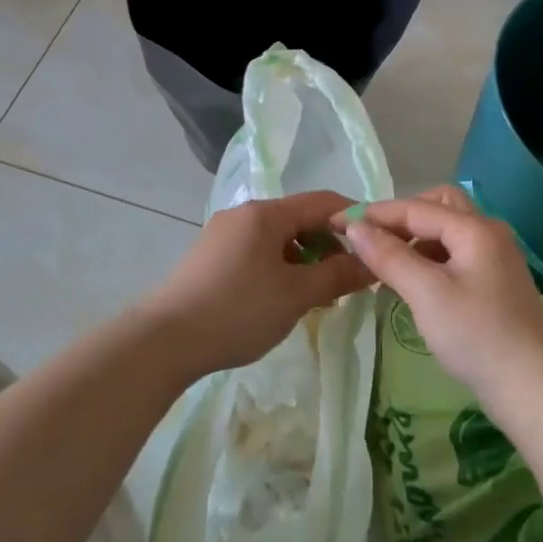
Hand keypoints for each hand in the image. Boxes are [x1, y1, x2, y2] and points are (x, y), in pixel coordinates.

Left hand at [140, 191, 373, 377]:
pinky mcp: (210, 257)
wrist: (164, 341)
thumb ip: (337, 275)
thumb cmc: (238, 311)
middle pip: (299, 218)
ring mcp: (223, 234)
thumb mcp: (296, 295)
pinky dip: (279, 267)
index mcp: (266, 213)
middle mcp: (244, 214)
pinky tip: (282, 298)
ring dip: (304, 258)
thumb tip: (372, 264)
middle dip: (329, 244)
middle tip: (349, 278)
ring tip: (318, 294)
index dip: (354, 219)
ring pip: (277, 237)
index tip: (378, 245)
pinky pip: (256, 252)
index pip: (323, 201)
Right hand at [334, 185, 542, 416]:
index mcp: (475, 228)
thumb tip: (355, 226)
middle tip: (372, 238)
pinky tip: (413, 283)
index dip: (375, 213)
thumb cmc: (476, 336)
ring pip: (448, 231)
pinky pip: (456, 254)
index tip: (339, 222)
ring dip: (416, 238)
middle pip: (439, 206)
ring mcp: (496, 258)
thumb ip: (389, 256)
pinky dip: (430, 258)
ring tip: (386, 264)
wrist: (533, 389)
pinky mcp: (496, 283)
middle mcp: (489, 233)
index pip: (416, 208)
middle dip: (402, 217)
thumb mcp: (426, 293)